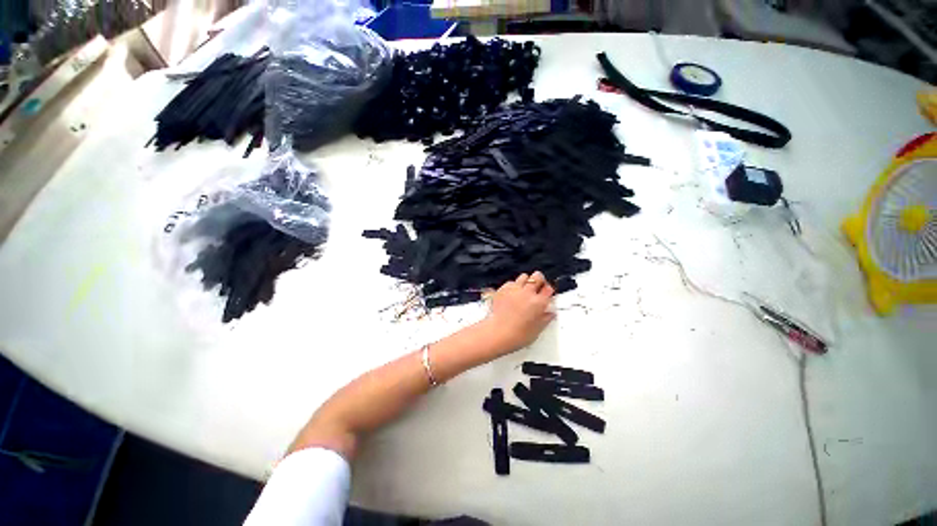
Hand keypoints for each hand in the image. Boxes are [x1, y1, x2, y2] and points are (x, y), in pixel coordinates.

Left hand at [483, 272, 555, 354]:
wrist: (498, 333)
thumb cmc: (517, 335)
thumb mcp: (537, 330)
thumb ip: (545, 319)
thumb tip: (549, 314)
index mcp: (539, 303)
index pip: (549, 289)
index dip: (548, 290)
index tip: (547, 293)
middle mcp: (527, 293)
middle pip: (537, 276)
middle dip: (539, 280)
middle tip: (537, 287)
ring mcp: (514, 290)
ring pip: (524, 276)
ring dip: (526, 281)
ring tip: (524, 289)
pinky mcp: (503, 289)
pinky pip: (510, 282)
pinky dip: (512, 286)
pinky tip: (512, 294)